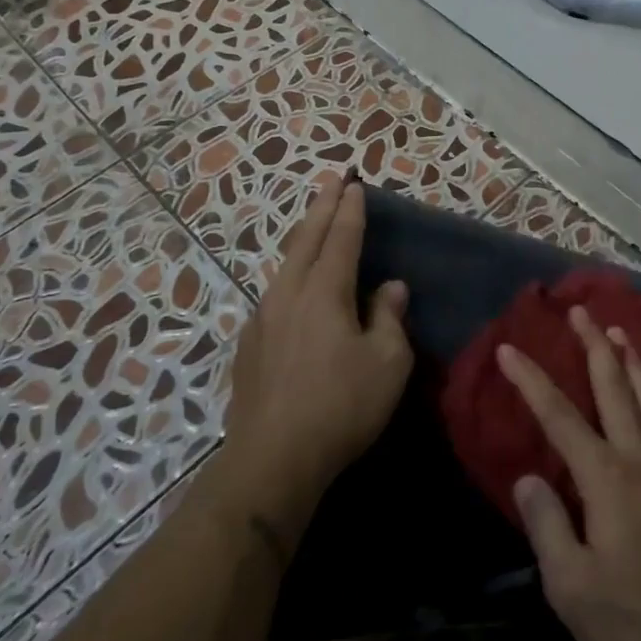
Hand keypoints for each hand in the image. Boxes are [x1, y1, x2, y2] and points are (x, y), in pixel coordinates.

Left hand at [223, 176, 412, 531]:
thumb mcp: (387, 363)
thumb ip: (389, 318)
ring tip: (314, 223)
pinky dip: (291, 271)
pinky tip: (295, 284)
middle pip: (305, 239)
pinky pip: (276, 292)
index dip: (350, 210)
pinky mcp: (250, 344)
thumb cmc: (341, 406)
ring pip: (285, 264)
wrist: (273, 459)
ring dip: (302, 237)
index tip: (355, 184)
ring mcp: (263, 318)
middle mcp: (288, 294)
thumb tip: (389, 288)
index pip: (340, 238)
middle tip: (332, 180)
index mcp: (324, 292)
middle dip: (321, 207)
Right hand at [499, 308, 640, 640]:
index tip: (509, 349)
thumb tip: (529, 477)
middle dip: (592, 346)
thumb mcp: (571, 586)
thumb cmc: (632, 620)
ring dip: (632, 360)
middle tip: (579, 311)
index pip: (559, 417)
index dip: (531, 380)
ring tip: (617, 330)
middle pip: (613, 389)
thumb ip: (547, 525)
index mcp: (605, 478)